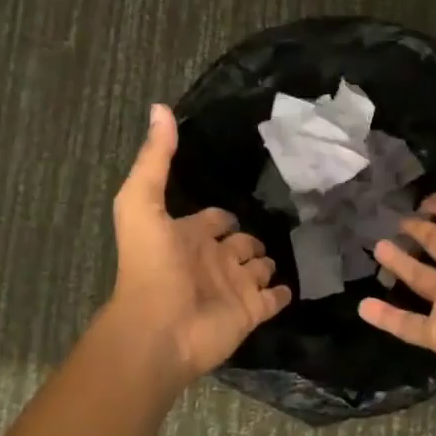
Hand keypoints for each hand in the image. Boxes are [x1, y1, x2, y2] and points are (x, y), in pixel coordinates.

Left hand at [108, 105, 291, 381]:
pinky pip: (273, 299)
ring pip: (258, 269)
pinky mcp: (251, 311)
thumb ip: (155, 158)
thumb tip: (160, 107)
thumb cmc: (150, 265)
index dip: (222, 215)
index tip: (240, 201)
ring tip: (287, 252)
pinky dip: (282, 292)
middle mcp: (212, 260)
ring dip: (268, 262)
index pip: (213, 219)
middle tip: (277, 224)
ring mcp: (233, 287)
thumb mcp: (142, 202)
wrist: (160, 328)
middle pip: (239, 244)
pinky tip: (293, 284)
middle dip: (250, 238)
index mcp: (188, 235)